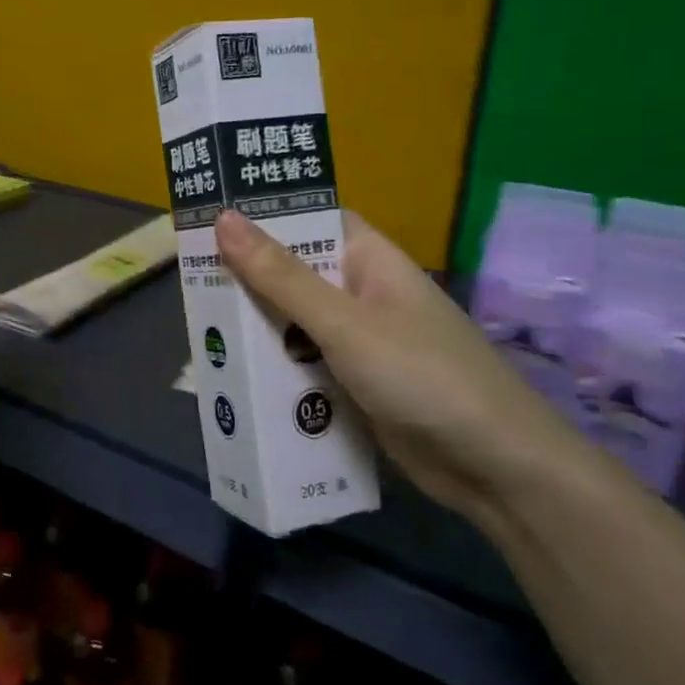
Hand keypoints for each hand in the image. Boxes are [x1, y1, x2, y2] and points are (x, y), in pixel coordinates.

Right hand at [213, 209, 572, 520]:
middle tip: (188, 279)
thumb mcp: (344, 324)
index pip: (311, 220)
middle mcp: (364, 295)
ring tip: (198, 328)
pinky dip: (277, 369)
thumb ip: (282, 276)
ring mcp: (362, 342)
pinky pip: (307, 365)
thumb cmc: (423, 377)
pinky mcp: (357, 385)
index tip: (208, 218)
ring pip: (296, 324)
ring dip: (258, 329)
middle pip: (296, 275)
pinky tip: (236, 376)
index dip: (263, 217)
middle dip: (248, 280)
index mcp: (370, 261)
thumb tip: (225, 218)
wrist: (496, 468)